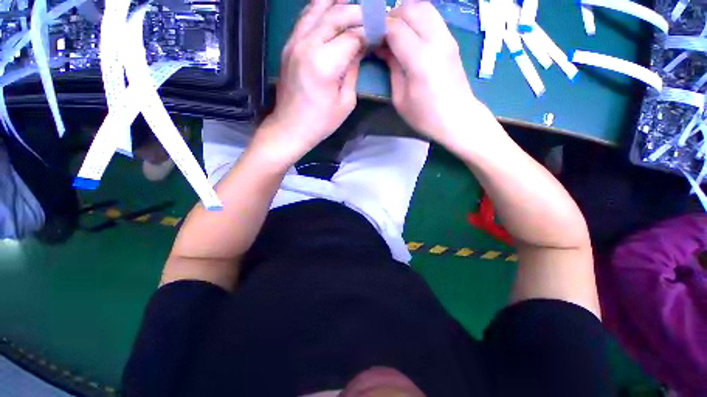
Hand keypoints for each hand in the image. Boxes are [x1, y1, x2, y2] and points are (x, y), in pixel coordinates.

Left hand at [259, 0, 364, 162]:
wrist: (290, 127)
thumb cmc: (321, 122)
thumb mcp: (345, 102)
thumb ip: (354, 71)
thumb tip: (360, 49)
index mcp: (325, 64)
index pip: (352, 36)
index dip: (369, 31)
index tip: (381, 32)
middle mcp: (308, 45)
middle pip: (336, 15)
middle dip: (358, 12)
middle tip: (373, 15)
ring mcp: (294, 42)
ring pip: (317, 9)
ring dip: (337, 3)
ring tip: (352, 3)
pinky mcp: (288, 45)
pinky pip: (305, 18)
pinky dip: (319, 8)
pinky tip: (329, 6)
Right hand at [380, 2, 486, 145]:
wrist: (458, 118)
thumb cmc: (425, 116)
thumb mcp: (400, 99)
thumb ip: (392, 68)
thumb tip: (383, 49)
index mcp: (420, 59)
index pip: (395, 28)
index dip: (379, 29)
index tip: (369, 38)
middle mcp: (436, 41)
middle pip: (411, 9)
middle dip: (392, 17)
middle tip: (382, 36)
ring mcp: (447, 37)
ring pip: (424, 7)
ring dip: (406, 14)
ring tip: (396, 34)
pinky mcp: (452, 40)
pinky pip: (432, 17)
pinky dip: (418, 19)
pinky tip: (411, 36)